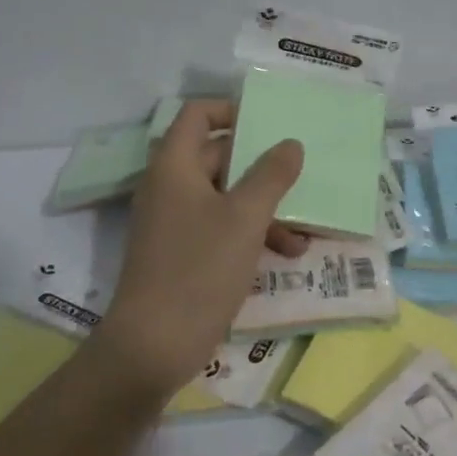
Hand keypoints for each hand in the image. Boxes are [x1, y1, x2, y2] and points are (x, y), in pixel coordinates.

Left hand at [98, 99, 305, 396]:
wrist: (154, 344)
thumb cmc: (200, 269)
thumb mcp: (246, 218)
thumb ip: (271, 175)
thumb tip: (290, 143)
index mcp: (175, 165)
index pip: (198, 114)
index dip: (232, 111)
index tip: (270, 124)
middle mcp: (170, 185)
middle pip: (219, 156)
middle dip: (264, 170)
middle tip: (301, 179)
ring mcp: (175, 221)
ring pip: (226, 197)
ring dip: (265, 209)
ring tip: (302, 234)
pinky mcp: (183, 252)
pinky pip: (221, 227)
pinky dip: (251, 234)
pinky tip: (285, 255)